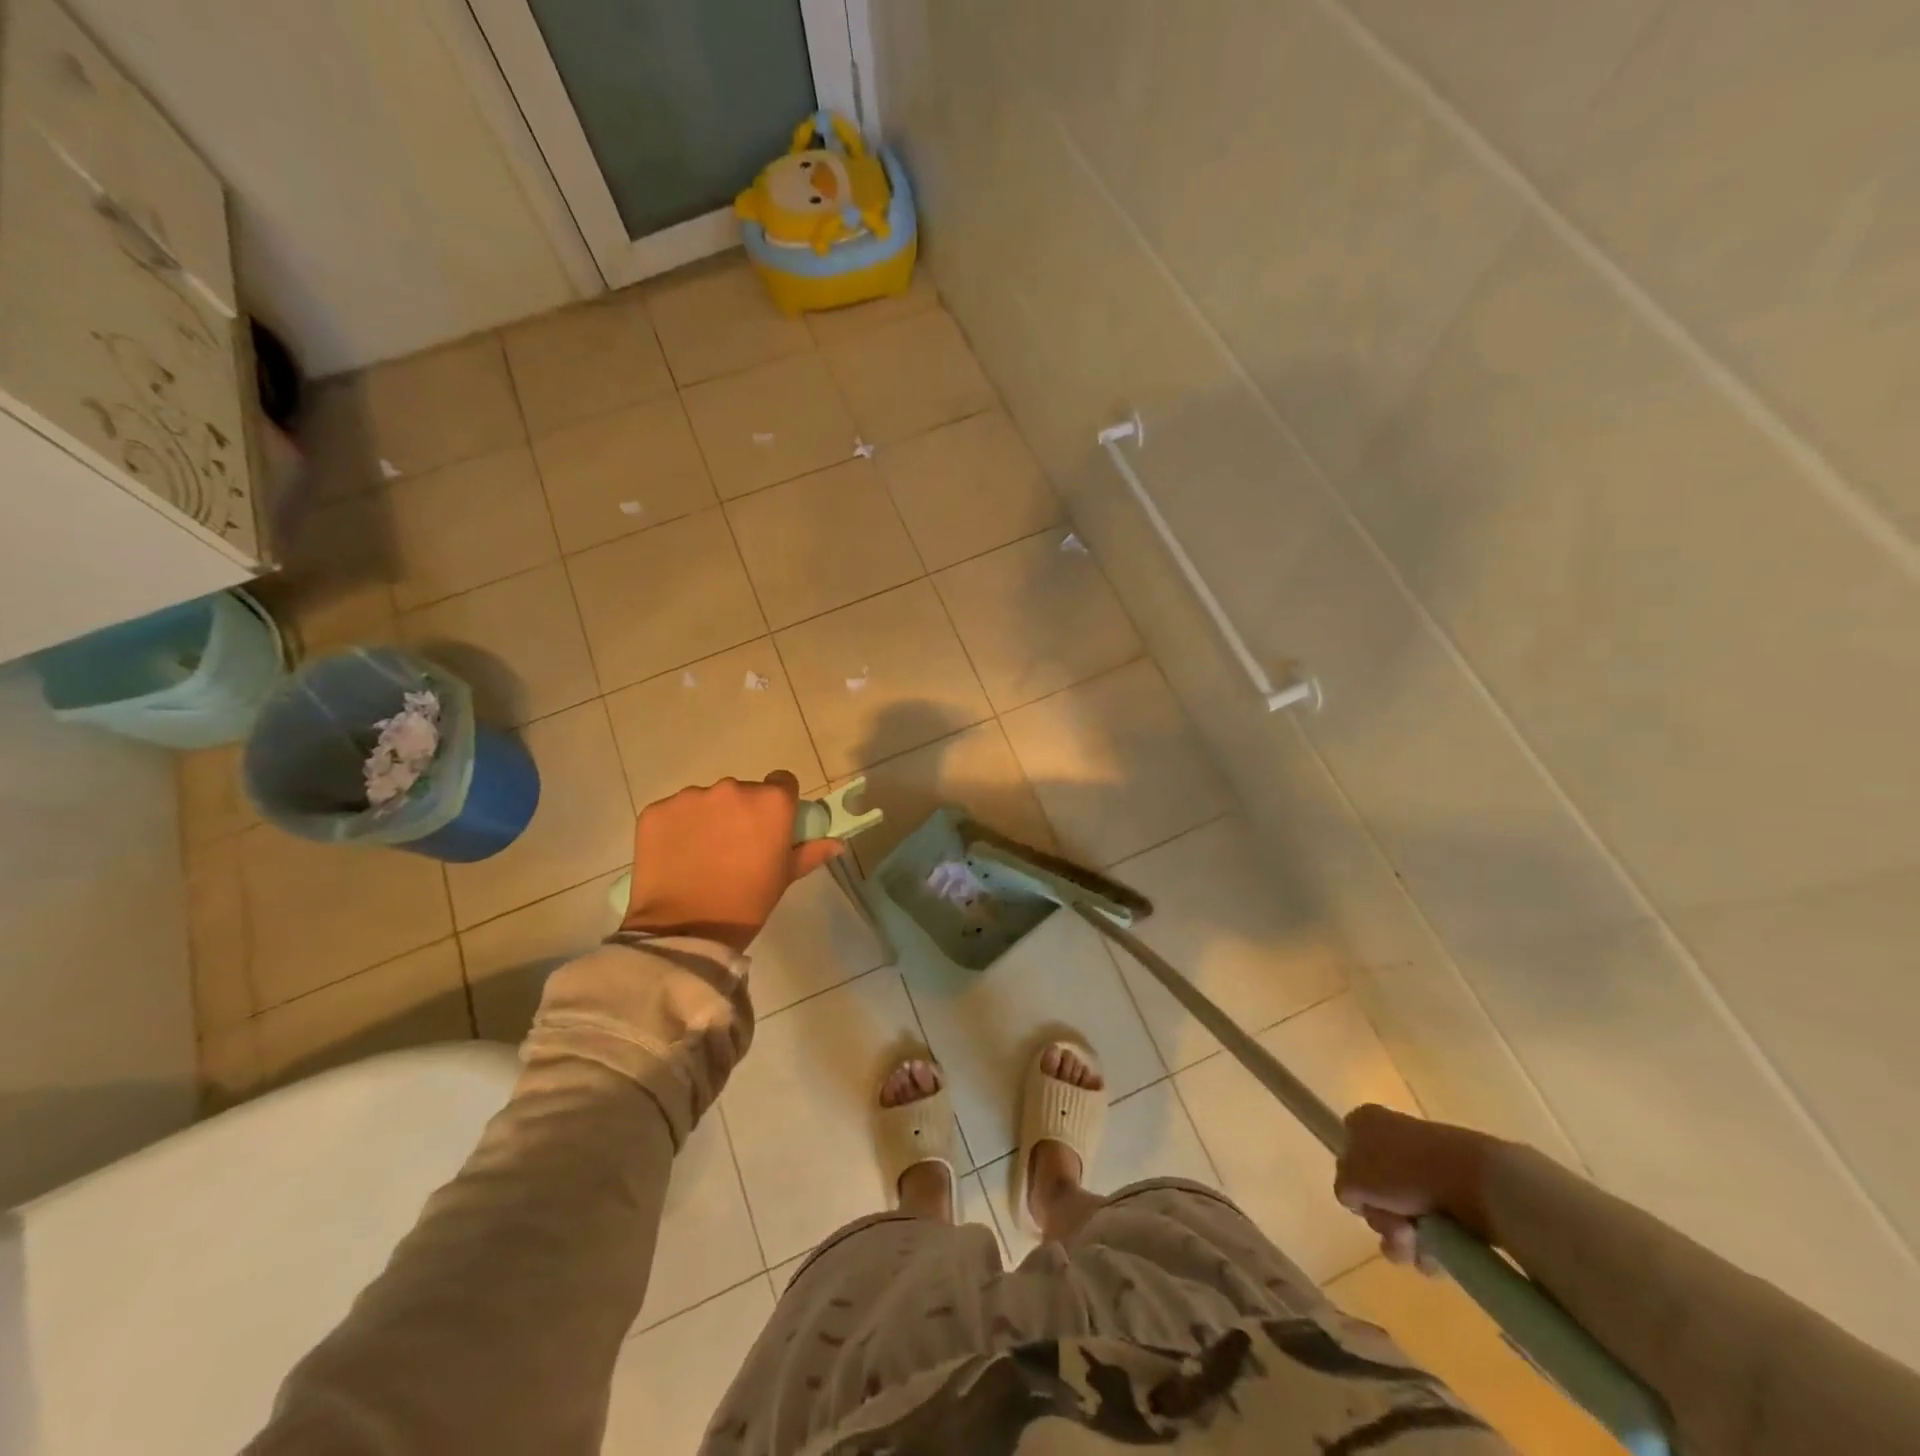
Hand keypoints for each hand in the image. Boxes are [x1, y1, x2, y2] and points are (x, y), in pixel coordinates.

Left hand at [620, 772, 842, 953]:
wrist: (685, 928)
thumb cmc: (747, 902)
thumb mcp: (785, 877)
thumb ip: (810, 852)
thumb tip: (837, 843)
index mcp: (771, 802)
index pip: (782, 782)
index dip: (777, 802)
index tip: (769, 825)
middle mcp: (733, 789)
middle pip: (742, 790)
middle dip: (740, 812)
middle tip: (734, 847)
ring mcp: (691, 797)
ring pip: (706, 800)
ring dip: (707, 818)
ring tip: (701, 854)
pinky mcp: (657, 810)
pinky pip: (674, 812)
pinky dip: (677, 828)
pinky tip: (677, 856)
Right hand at [1334, 1104, 1498, 1271]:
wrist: (1477, 1181)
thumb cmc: (1404, 1171)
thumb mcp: (1353, 1179)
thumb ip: (1343, 1187)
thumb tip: (1356, 1197)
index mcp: (1366, 1122)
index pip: (1347, 1153)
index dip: (1353, 1184)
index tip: (1363, 1201)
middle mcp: (1394, 1138)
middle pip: (1375, 1189)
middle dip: (1381, 1219)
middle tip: (1395, 1229)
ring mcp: (1427, 1165)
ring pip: (1403, 1213)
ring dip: (1404, 1240)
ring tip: (1418, 1248)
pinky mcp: (1456, 1192)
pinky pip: (1433, 1225)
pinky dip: (1431, 1246)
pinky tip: (1436, 1257)